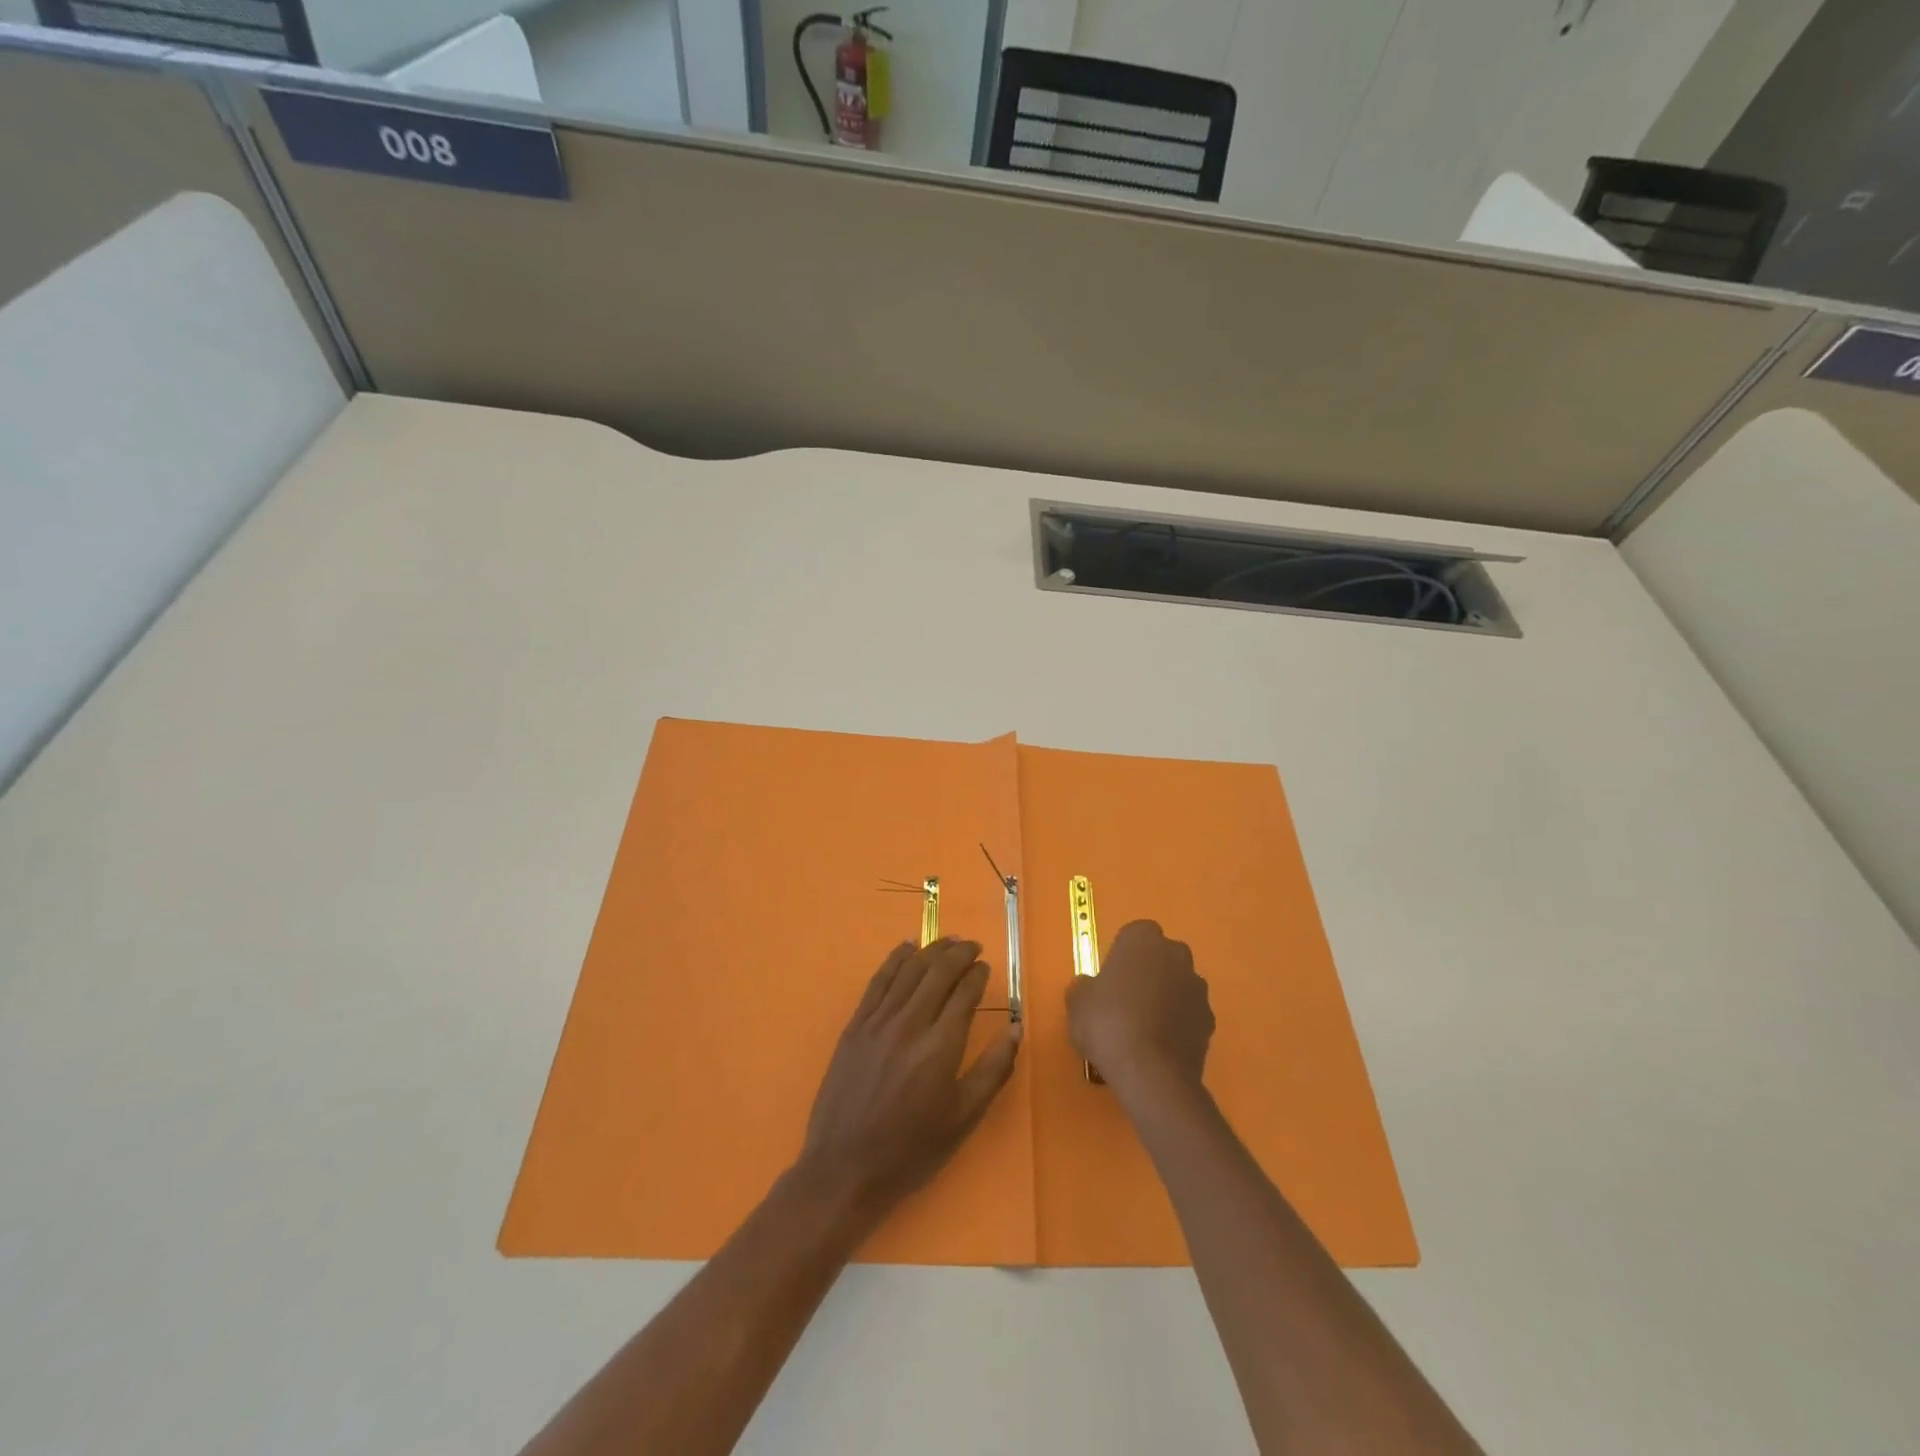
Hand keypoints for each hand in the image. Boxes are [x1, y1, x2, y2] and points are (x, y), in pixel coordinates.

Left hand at [797, 938, 1020, 1225]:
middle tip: (973, 946)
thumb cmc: (911, 1149)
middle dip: (959, 953)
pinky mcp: (855, 1026)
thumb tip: (1015, 1029)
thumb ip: (993, 1070)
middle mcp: (910, 1023)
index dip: (978, 975)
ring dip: (931, 950)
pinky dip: (894, 960)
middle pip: (938, 972)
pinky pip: (878, 981)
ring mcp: (878, 1021)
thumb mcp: (963, 1118)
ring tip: (948, 940)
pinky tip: (906, 947)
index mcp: (940, 1046)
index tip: (986, 967)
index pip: (964, 993)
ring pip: (909, 970)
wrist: (845, 1168)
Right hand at [1067, 920, 1213, 1095]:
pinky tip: (1160, 1046)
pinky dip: (1178, 1024)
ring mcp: (1197, 988)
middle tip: (1125, 1000)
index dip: (1122, 955)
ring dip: (1165, 997)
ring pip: (1178, 985)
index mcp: (1143, 939)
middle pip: (1161, 957)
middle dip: (1148, 972)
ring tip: (1143, 1028)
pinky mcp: (1210, 1020)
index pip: (1134, 935)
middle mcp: (1176, 954)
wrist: (1151, 1073)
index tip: (1110, 978)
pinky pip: (1189, 1014)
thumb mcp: (1077, 1002)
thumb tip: (1090, 987)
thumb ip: (1085, 987)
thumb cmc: (1108, 1023)